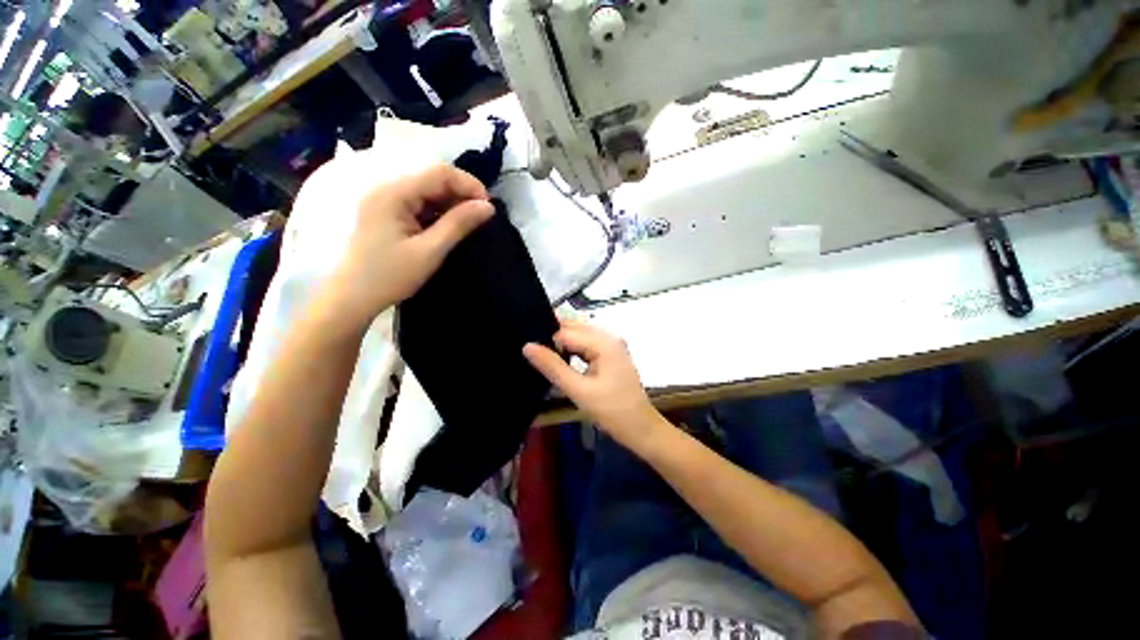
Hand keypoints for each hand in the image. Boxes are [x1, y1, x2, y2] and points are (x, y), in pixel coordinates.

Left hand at [311, 164, 494, 330]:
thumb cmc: (390, 276)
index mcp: (394, 193)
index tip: (488, 208)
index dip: (469, 185)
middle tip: (480, 218)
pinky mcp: (387, 213)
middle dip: (461, 194)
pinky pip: (419, 203)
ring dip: (451, 203)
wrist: (352, 298)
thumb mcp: (430, 251)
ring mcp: (386, 200)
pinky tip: (448, 226)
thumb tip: (488, 207)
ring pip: (428, 191)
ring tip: (468, 223)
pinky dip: (438, 211)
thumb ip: (459, 224)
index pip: (439, 173)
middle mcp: (388, 189)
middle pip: (433, 178)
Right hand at [524, 321, 665, 449]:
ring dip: (563, 344)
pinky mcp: (612, 353)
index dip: (547, 341)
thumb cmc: (612, 411)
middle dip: (553, 337)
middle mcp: (609, 336)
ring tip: (543, 357)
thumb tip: (527, 346)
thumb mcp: (579, 390)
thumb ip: (552, 367)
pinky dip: (573, 349)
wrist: (641, 428)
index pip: (566, 332)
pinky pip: (587, 343)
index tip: (529, 353)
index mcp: (603, 342)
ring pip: (580, 335)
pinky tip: (562, 360)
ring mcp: (612, 344)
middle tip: (532, 352)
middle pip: (574, 328)